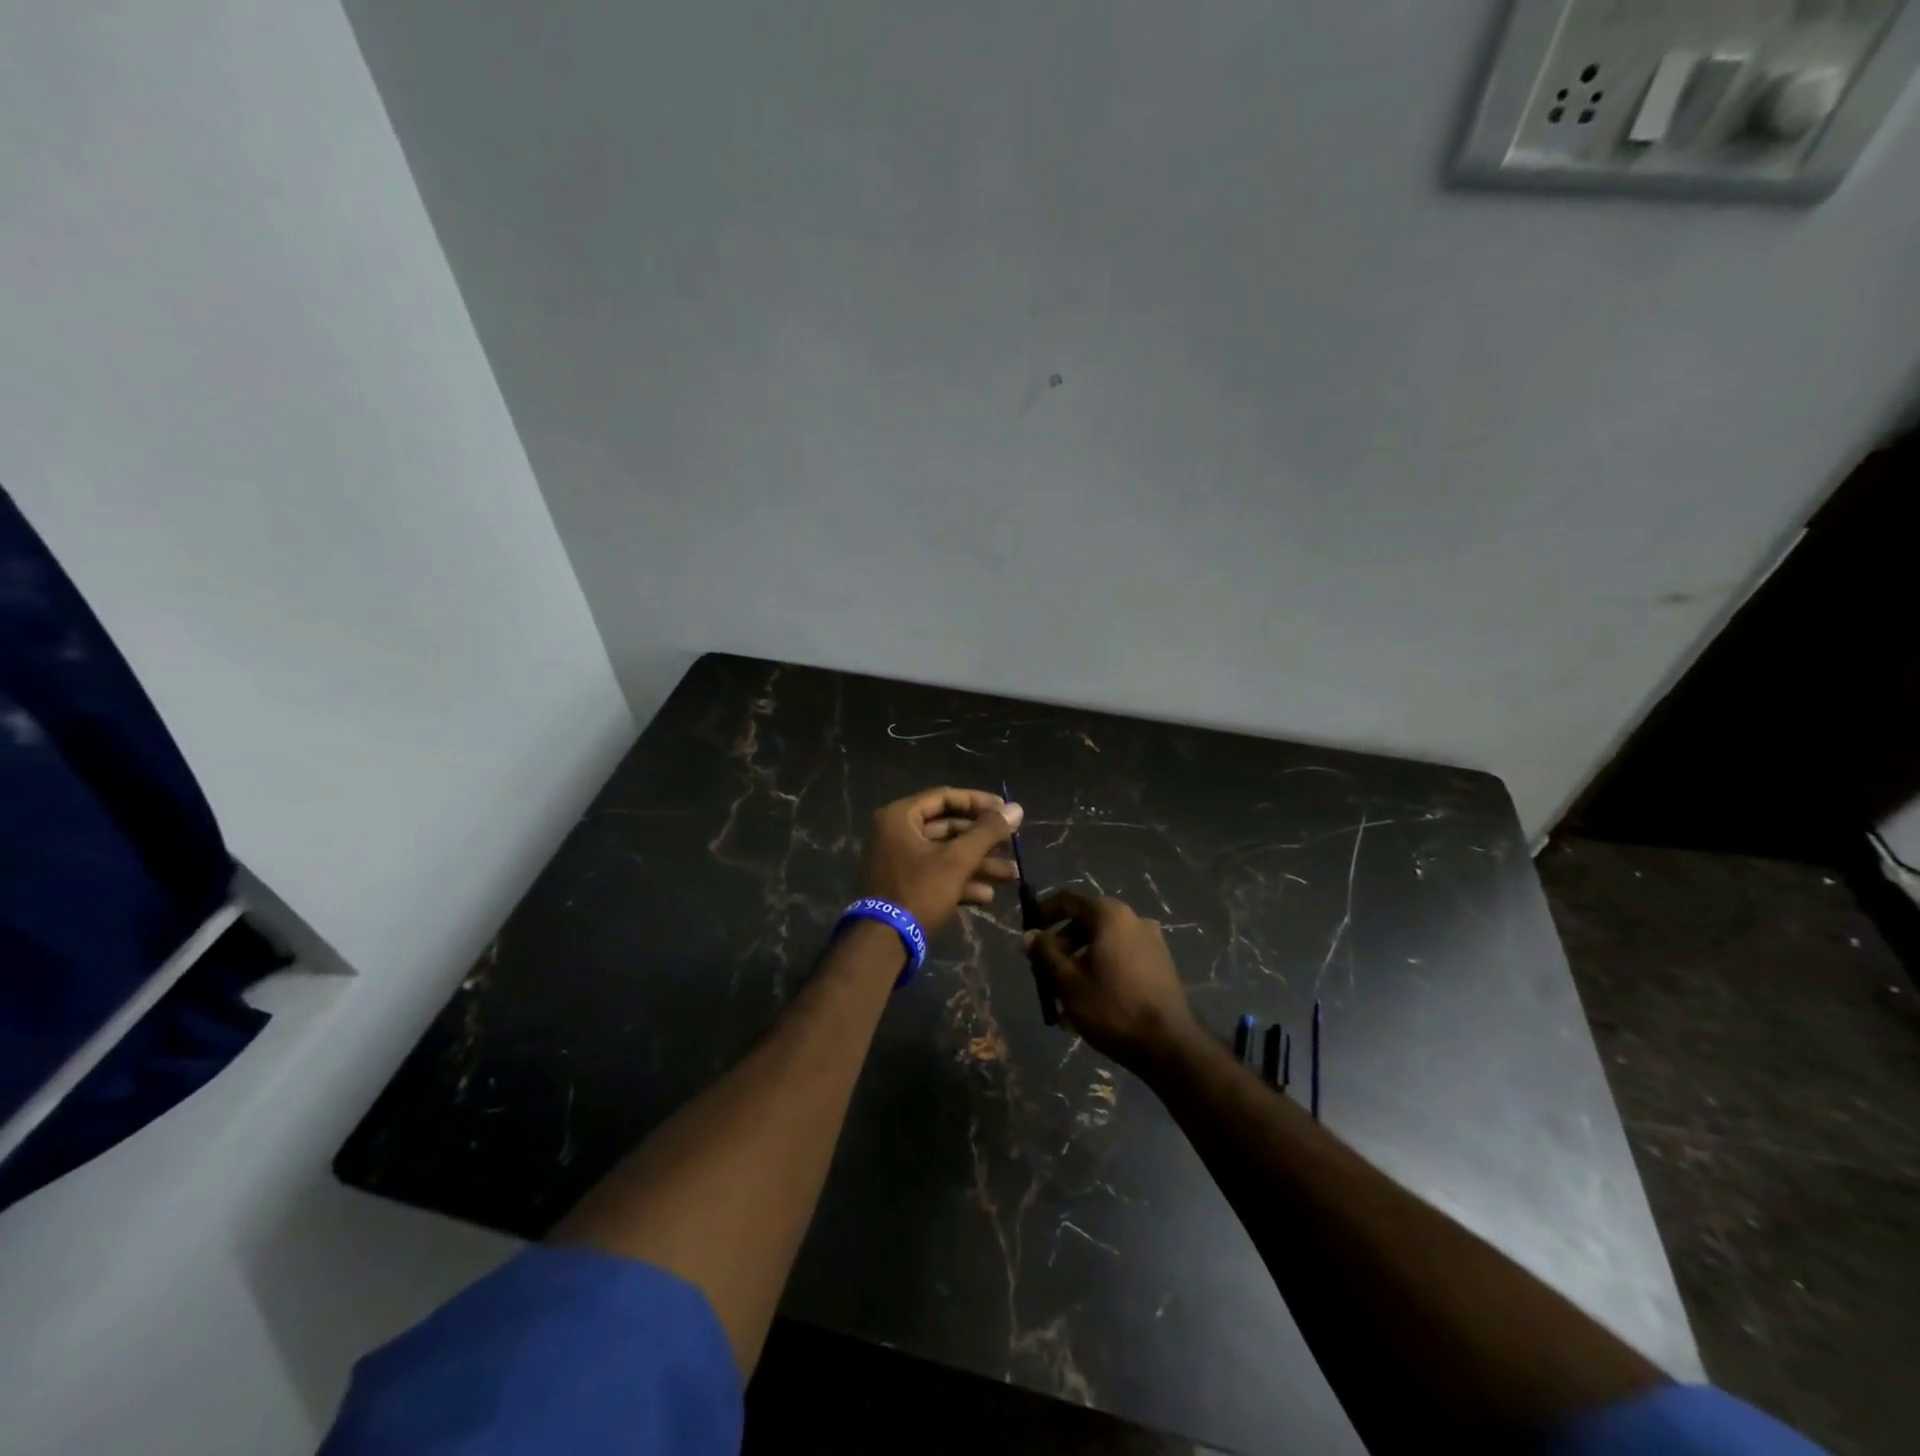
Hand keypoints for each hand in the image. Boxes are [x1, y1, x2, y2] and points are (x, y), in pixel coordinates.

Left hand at [856, 787, 1023, 935]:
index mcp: (900, 817)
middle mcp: (896, 834)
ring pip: (945, 855)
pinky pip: (936, 875)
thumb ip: (987, 832)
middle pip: (947, 828)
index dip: (978, 802)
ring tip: (1011, 875)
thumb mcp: (957, 860)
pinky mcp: (903, 888)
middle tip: (1012, 846)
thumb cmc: (919, 891)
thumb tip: (1016, 808)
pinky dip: (961, 882)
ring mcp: (898, 862)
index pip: (944, 797)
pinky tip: (987, 896)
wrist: (883, 944)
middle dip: (983, 840)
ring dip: (978, 864)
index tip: (1006, 811)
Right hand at [1022, 891, 1193, 1068]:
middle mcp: (1133, 920)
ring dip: (1079, 964)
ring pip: (1103, 945)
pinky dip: (1101, 972)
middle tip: (1044, 972)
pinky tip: (1089, 1003)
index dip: (1043, 913)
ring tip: (1063, 997)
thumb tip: (1029, 936)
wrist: (1169, 1045)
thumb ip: (1046, 953)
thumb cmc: (1111, 1007)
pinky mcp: (1160, 965)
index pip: (1068, 901)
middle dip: (1061, 946)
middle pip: (1086, 923)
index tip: (1029, 934)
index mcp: (1110, 915)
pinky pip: (1121, 959)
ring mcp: (1151, 942)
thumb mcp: (1068, 981)